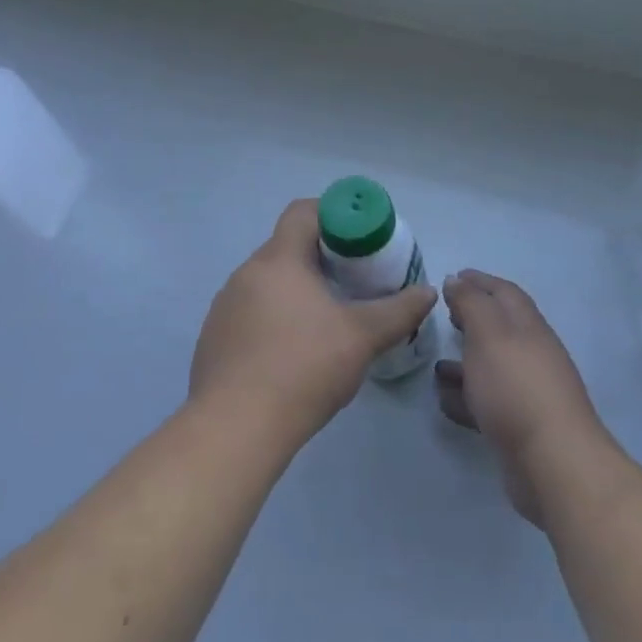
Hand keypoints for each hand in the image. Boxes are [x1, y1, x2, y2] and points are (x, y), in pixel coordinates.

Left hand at [191, 199, 436, 451]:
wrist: (235, 429)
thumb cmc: (303, 368)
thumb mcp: (362, 337)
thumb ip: (399, 311)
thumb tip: (427, 292)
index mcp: (278, 260)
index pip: (303, 212)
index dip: (334, 215)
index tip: (359, 240)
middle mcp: (245, 274)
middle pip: (287, 248)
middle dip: (322, 258)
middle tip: (354, 282)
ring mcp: (224, 307)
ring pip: (268, 283)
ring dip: (297, 291)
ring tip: (327, 321)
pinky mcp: (214, 340)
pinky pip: (251, 313)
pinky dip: (275, 319)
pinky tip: (294, 354)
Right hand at [434, 270, 607, 526]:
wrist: (552, 461)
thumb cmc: (516, 387)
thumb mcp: (488, 334)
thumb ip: (472, 303)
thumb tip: (457, 280)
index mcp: (528, 326)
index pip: (504, 292)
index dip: (480, 281)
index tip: (454, 276)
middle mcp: (531, 353)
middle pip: (500, 327)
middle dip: (473, 318)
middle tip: (445, 314)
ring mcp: (527, 391)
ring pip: (491, 367)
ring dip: (465, 360)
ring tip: (435, 362)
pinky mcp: (518, 426)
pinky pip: (486, 402)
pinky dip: (465, 396)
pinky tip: (443, 400)